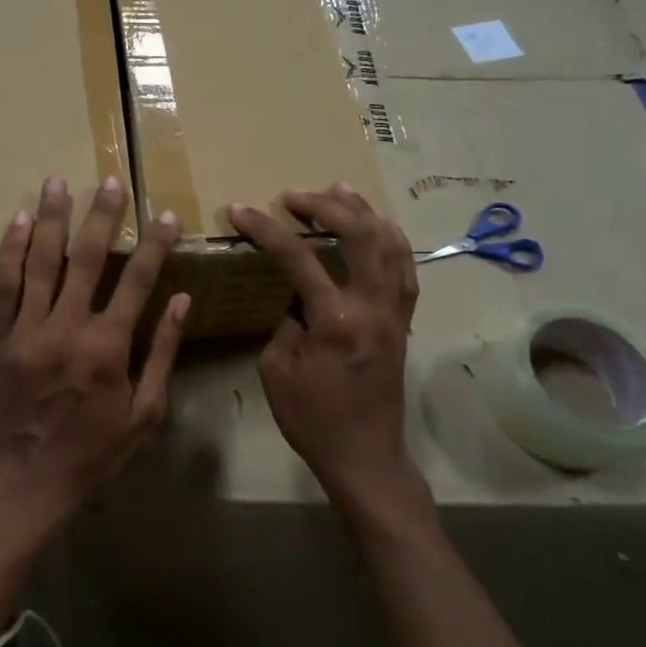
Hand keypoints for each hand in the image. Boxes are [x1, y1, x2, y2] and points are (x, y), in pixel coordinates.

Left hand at [0, 174, 189, 533]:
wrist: (29, 479)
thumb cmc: (95, 450)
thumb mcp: (145, 411)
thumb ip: (162, 352)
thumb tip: (182, 301)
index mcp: (108, 347)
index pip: (137, 281)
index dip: (154, 244)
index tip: (167, 215)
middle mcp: (67, 328)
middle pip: (86, 258)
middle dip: (102, 215)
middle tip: (110, 180)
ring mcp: (28, 329)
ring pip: (41, 261)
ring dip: (52, 218)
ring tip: (58, 181)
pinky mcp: (0, 336)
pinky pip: (5, 284)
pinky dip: (12, 249)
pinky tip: (19, 219)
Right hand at [228, 183, 418, 509]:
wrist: (365, 456)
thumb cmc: (313, 418)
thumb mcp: (277, 370)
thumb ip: (285, 322)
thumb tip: (297, 297)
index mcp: (336, 320)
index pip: (299, 258)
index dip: (266, 230)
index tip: (240, 210)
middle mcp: (373, 307)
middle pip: (360, 235)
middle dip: (325, 206)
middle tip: (294, 196)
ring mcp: (395, 312)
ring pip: (391, 245)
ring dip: (364, 213)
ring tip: (339, 191)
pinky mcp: (403, 322)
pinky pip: (405, 269)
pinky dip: (391, 240)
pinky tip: (378, 227)